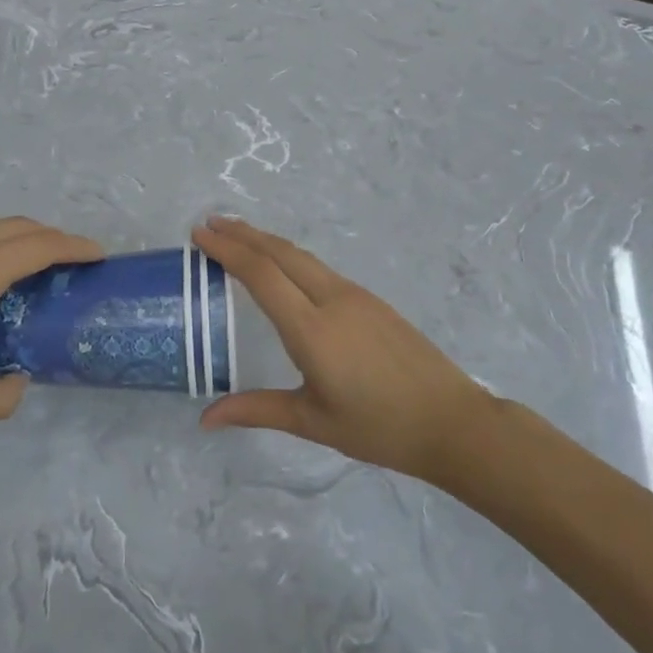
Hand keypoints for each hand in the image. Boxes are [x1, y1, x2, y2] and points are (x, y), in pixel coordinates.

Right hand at [192, 217, 493, 480]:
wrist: (452, 421)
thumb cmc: (379, 427)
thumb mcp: (312, 421)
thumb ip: (256, 410)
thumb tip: (206, 418)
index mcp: (312, 329)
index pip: (261, 275)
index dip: (227, 250)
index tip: (199, 235)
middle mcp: (332, 300)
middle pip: (280, 253)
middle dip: (242, 234)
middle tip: (210, 224)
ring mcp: (356, 295)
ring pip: (302, 256)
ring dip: (266, 241)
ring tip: (238, 235)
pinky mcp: (371, 300)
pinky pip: (319, 268)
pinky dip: (289, 257)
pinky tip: (281, 266)